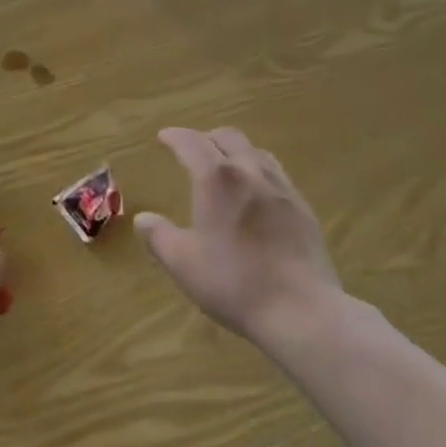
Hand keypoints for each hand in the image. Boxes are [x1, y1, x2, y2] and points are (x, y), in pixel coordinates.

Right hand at [135, 127, 340, 345]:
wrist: (302, 310)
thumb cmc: (235, 283)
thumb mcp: (184, 264)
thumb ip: (159, 237)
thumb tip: (143, 219)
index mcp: (216, 178)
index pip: (191, 142)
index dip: (175, 136)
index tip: (163, 136)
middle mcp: (249, 170)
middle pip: (227, 137)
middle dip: (206, 138)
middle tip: (193, 150)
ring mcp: (281, 187)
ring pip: (255, 151)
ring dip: (235, 151)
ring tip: (226, 166)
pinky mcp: (302, 207)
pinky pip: (276, 173)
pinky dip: (258, 171)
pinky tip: (258, 193)